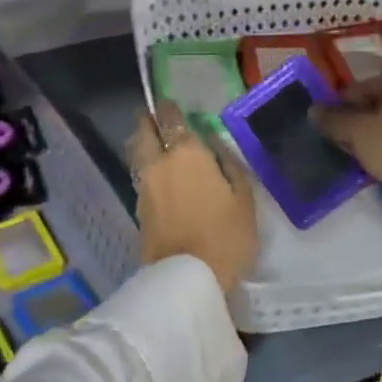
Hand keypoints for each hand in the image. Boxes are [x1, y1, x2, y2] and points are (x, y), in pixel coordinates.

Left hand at [128, 102, 256, 295]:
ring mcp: (144, 186)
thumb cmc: (225, 235)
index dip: (168, 108)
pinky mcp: (138, 209)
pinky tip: (158, 174)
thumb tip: (214, 144)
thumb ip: (228, 164)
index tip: (170, 103)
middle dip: (147, 120)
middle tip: (155, 117)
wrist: (188, 278)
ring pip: (137, 153)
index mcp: (186, 153)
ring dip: (143, 143)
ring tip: (155, 143)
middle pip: (143, 131)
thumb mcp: (243, 197)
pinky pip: (140, 176)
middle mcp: (158, 163)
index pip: (170, 119)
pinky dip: (146, 168)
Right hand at [314, 76, 381, 233]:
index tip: (324, 117)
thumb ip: (333, 119)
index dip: (340, 101)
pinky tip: (367, 159)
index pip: (363, 86)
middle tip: (334, 134)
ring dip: (367, 134)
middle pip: (377, 104)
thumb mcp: (355, 130)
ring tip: (348, 148)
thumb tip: (313, 110)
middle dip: (354, 118)